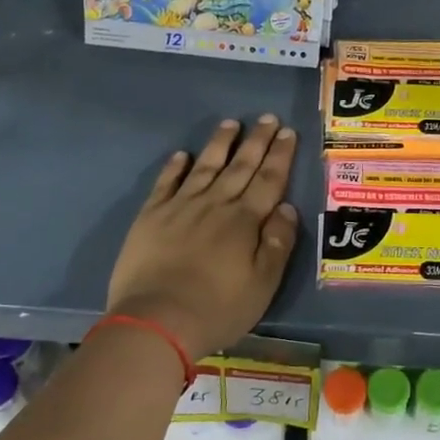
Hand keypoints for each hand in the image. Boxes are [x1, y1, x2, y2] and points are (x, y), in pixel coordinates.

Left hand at [107, 115, 299, 360]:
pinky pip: (166, 183)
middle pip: (241, 166)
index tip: (287, 132)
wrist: (156, 321)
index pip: (269, 180)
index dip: (280, 155)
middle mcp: (215, 204)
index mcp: (245, 220)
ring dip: (220, 143)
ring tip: (230, 123)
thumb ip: (278, 243)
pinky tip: (182, 155)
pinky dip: (175, 167)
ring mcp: (181, 207)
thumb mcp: (263, 284)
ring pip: (205, 166)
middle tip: (267, 117)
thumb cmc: (217, 308)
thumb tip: (287, 207)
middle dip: (257, 141)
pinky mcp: (151, 216)